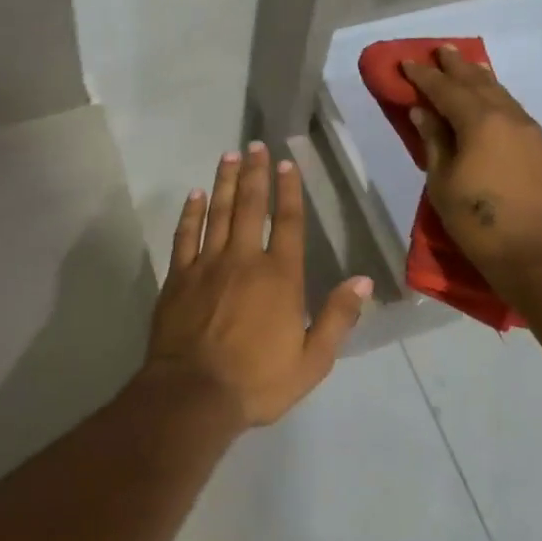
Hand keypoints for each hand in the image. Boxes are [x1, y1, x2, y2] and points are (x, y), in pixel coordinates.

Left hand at [143, 143, 371, 428]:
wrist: (193, 395)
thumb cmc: (258, 381)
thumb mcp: (312, 360)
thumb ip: (338, 317)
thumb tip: (362, 281)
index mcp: (280, 277)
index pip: (287, 222)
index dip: (289, 190)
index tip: (287, 163)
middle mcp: (244, 260)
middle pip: (250, 206)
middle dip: (255, 174)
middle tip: (254, 145)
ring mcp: (207, 265)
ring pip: (218, 213)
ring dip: (224, 183)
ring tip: (228, 156)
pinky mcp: (178, 277)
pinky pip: (185, 236)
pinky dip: (190, 213)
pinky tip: (194, 195)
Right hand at [401, 45, 541, 296]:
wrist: (538, 255)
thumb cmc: (479, 222)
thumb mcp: (443, 182)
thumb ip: (434, 141)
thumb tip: (423, 112)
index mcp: (480, 122)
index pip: (445, 89)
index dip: (424, 76)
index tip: (406, 62)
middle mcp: (508, 117)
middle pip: (478, 83)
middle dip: (456, 66)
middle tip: (440, 50)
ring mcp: (531, 132)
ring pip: (501, 94)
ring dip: (480, 79)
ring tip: (466, 67)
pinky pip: (514, 111)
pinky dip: (496, 99)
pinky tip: (491, 103)